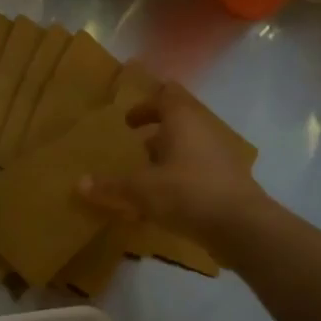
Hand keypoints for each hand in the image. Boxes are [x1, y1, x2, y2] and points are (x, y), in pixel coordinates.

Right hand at [78, 83, 265, 246]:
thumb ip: (111, 186)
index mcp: (182, 120)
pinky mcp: (228, 180)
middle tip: (134, 146)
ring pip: (190, 145)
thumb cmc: (186, 193)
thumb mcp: (140, 190)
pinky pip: (199, 168)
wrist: (241, 226)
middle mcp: (203, 130)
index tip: (129, 121)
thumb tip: (79, 184)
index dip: (146, 104)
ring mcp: (220, 155)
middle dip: (156, 131)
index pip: (166, 95)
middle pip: (179, 120)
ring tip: (146, 175)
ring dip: (168, 155)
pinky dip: (181, 176)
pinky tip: (165, 200)